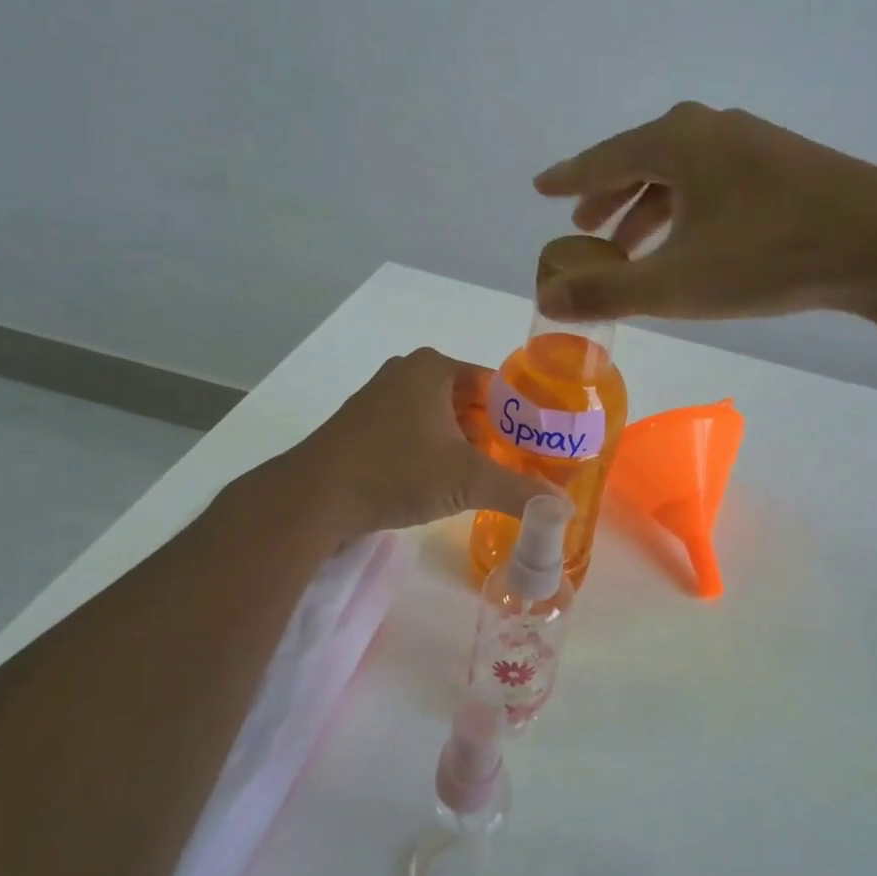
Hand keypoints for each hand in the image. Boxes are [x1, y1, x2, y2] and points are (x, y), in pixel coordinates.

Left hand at [291, 347, 561, 534]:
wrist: (313, 498)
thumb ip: (519, 490)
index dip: (522, 416)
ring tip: (489, 479)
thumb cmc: (396, 472)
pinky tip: (446, 485)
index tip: (542, 446)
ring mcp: (381, 399)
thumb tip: (563, 507)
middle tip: (521, 466)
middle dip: (494, 435)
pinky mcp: (364, 427)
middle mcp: (407, 373)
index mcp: (434, 368)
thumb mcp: (467, 481)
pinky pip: (415, 434)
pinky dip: (435, 454)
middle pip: (469, 403)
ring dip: (465, 447)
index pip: (496, 385)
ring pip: (441, 420)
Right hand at [533, 102, 876, 329]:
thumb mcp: (676, 283)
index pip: (605, 157)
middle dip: (609, 196)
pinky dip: (686, 209)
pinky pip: (713, 182)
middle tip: (584, 224)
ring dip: (649, 208)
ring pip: (681, 174)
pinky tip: (691, 240)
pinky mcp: (784, 166)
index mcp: (677, 140)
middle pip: (642, 160)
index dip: (569, 178)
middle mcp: (711, 129)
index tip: (541, 188)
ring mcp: (752, 143)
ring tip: (630, 245)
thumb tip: (545, 299)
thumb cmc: (767, 256)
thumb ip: (606, 292)